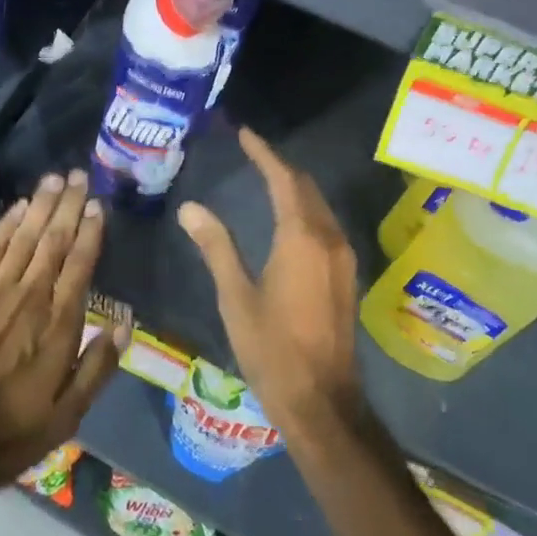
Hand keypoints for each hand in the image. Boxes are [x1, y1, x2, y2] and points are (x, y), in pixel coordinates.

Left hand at [0, 170, 125, 495]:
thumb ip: (96, 368)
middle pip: (55, 240)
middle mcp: (31, 296)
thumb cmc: (3, 433)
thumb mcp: (64, 418)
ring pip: (25, 235)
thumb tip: (125, 325)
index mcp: (59, 324)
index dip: (91, 231)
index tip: (98, 205)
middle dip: (69, 205)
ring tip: (55, 178)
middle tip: (80, 175)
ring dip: (42, 204)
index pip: (80, 264)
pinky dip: (6, 223)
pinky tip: (18, 206)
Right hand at [177, 128, 361, 444]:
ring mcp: (342, 257)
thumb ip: (216, 246)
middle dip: (280, 165)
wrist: (322, 402)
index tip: (244, 134)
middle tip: (251, 152)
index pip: (283, 179)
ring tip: (265, 176)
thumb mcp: (236, 297)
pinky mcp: (346, 274)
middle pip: (305, 186)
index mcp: (301, 238)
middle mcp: (328, 238)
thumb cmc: (273, 349)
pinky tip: (287, 217)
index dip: (263, 153)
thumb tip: (190, 207)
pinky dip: (305, 208)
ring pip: (318, 204)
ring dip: (294, 186)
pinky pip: (325, 224)